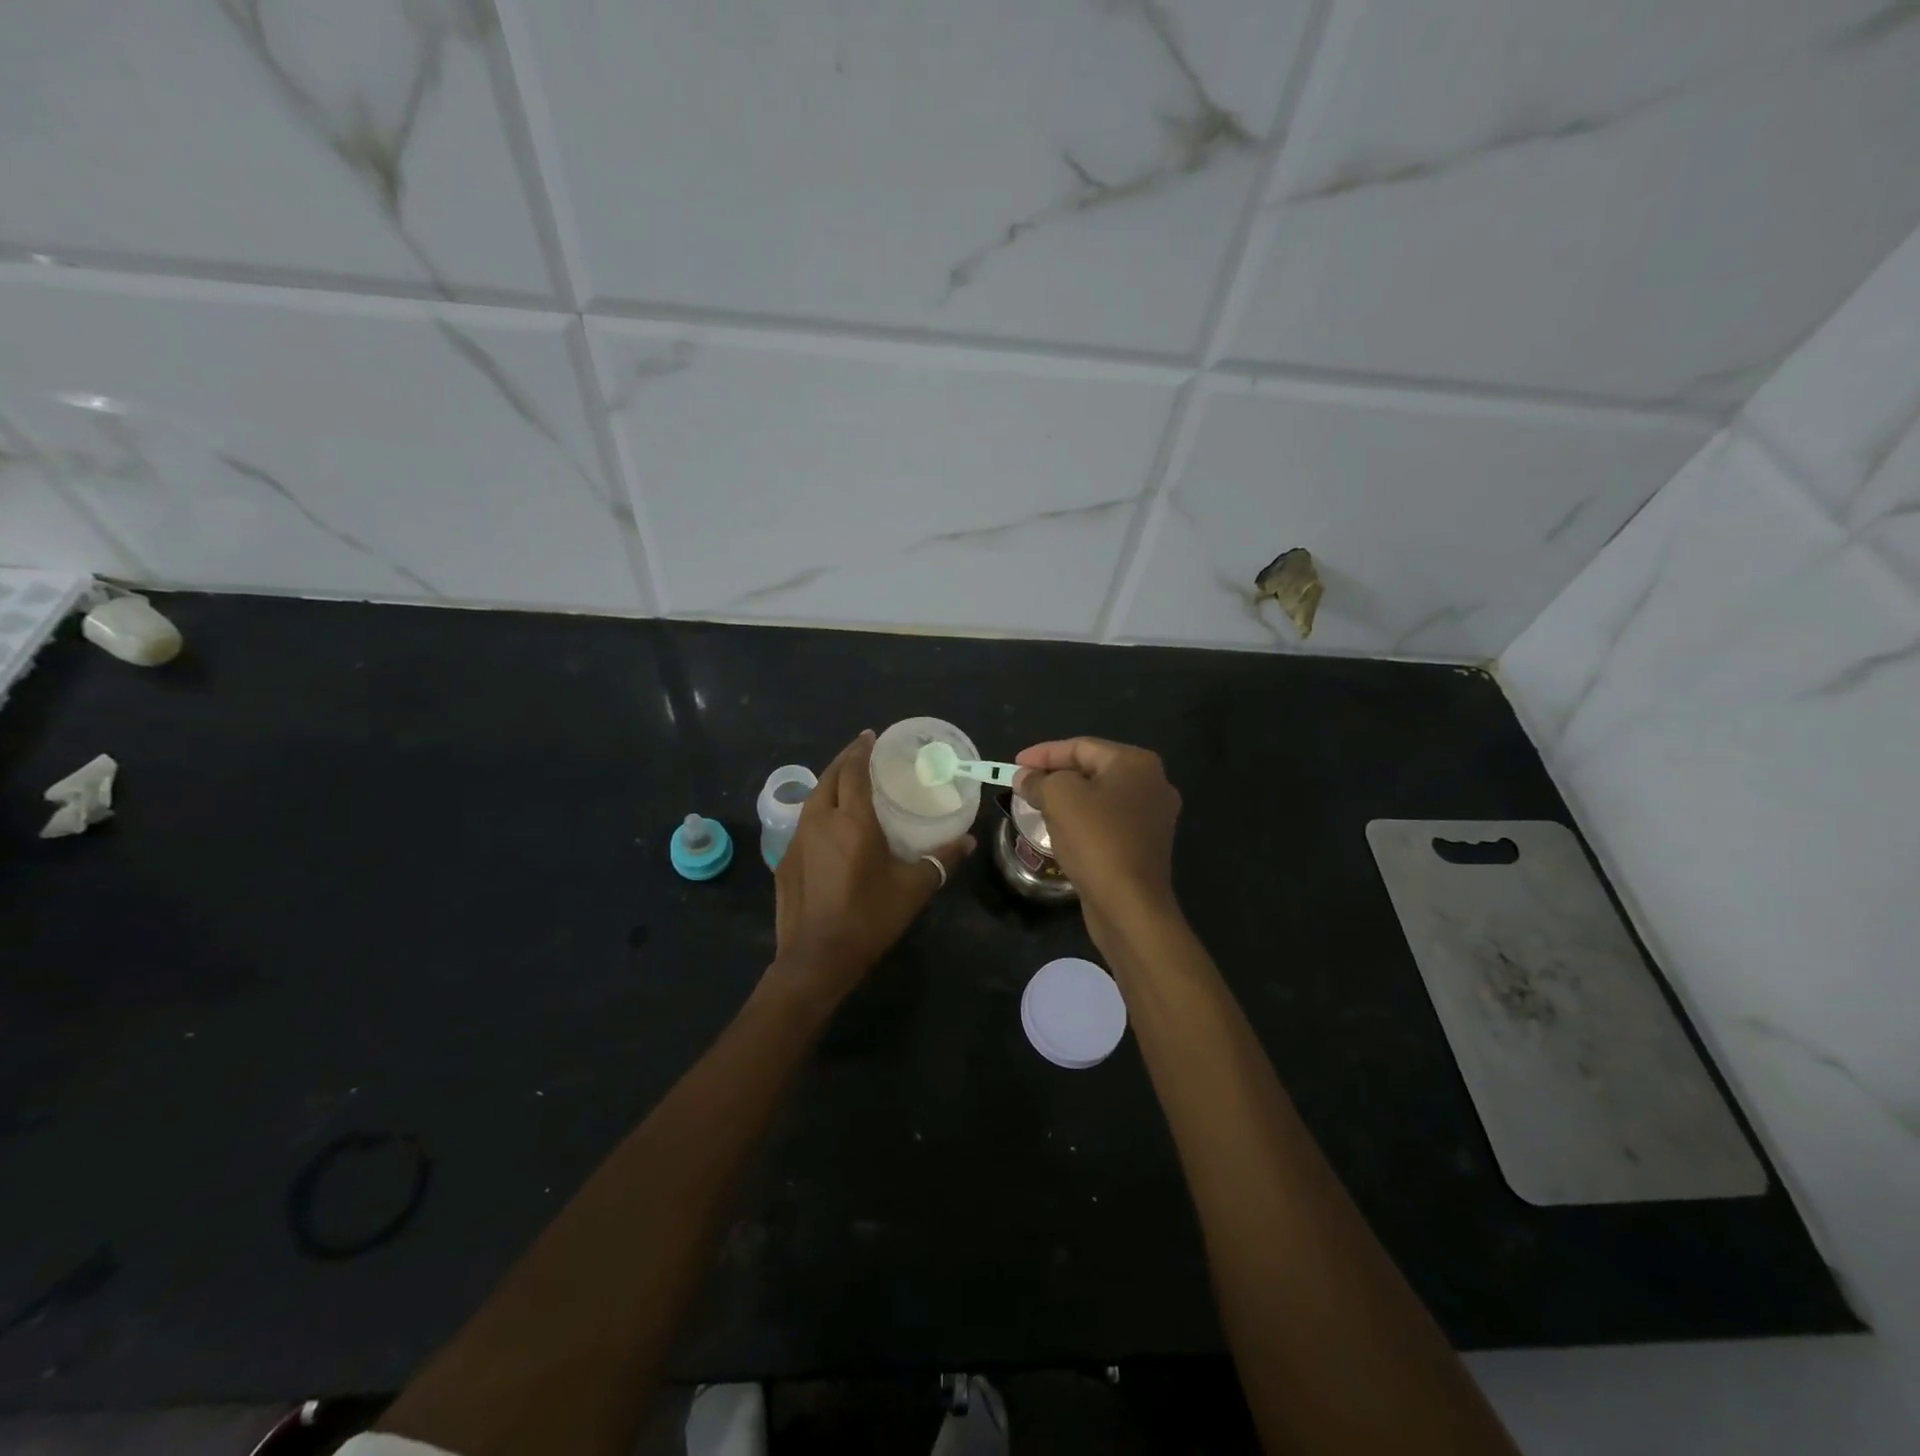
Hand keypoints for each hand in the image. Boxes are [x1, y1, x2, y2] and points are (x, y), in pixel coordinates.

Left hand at [770, 730, 974, 1004]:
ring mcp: (796, 840)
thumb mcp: (914, 888)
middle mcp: (819, 820)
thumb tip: (967, 841)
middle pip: (828, 777)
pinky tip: (828, 827)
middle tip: (861, 753)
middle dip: (843, 760)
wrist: (817, 958)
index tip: (870, 736)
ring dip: (828, 784)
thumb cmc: (869, 917)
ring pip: (812, 799)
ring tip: (846, 784)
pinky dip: (817, 812)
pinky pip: (803, 824)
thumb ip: (941, 860)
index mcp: (851, 821)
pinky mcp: (784, 861)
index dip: (861, 750)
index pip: (852, 770)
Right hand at [1014, 737, 1181, 945]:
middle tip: (1024, 785)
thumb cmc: (1096, 840)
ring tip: (1037, 806)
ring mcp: (1153, 817)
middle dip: (1055, 775)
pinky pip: (1107, 821)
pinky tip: (1062, 831)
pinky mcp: (1146, 845)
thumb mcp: (1059, 798)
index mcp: (1136, 763)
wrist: (1129, 904)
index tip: (1013, 765)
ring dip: (1068, 799)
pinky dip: (1083, 820)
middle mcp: (1152, 784)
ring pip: (1099, 797)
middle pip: (1092, 769)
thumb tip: (1025, 778)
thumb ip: (1038, 780)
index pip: (1081, 746)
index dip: (1043, 753)